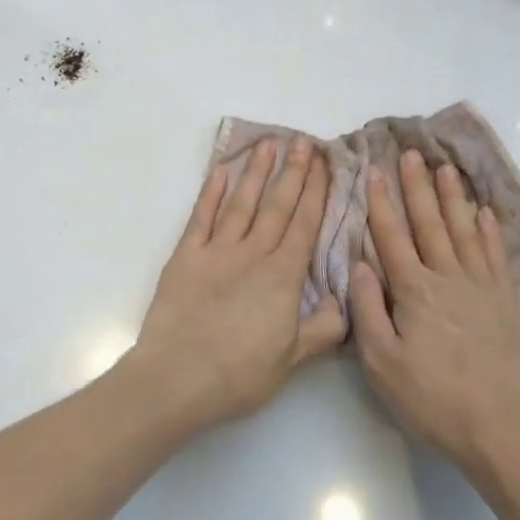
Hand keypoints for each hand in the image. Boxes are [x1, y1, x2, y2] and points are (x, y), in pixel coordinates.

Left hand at [129, 136, 346, 429]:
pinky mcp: (186, 256)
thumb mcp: (291, 360)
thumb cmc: (238, 374)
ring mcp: (217, 251)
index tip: (325, 164)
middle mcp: (253, 254)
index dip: (317, 192)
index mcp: (283, 277)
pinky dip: (212, 192)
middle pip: (277, 205)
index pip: (305, 225)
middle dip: (294, 172)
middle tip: (304, 141)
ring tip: (268, 143)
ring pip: (242, 203)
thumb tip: (342, 302)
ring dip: (256, 172)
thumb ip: (321, 329)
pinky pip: (201, 217)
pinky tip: (221, 170)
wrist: (177, 379)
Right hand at [350, 150, 519, 479]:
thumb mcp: (382, 364)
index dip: (380, 202)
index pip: (392, 236)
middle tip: (410, 153)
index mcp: (414, 291)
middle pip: (429, 223)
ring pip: (464, 230)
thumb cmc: (432, 399)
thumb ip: (368, 310)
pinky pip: (496, 255)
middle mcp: (448, 278)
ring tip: (446, 168)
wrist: (501, 428)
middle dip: (417, 186)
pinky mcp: (506, 302)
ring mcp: (482, 287)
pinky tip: (484, 211)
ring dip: (453, 197)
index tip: (372, 171)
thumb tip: (361, 264)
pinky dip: (489, 230)